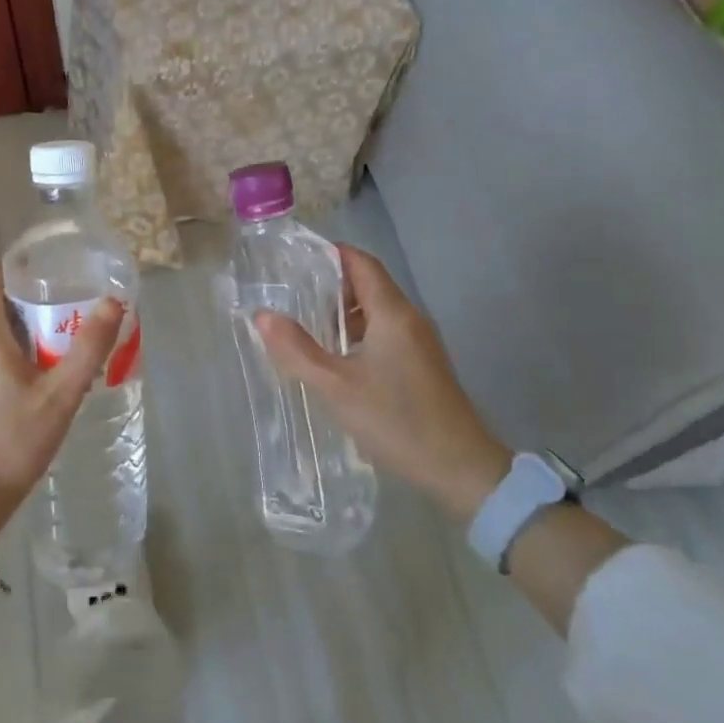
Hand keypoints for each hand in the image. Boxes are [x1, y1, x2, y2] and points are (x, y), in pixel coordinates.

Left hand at [0, 269, 123, 551]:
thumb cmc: (15, 443)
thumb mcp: (61, 396)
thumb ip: (88, 348)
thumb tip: (112, 302)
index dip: (6, 274)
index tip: (35, 278)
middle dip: (20, 320)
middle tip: (56, 334)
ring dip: (7, 352)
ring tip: (42, 374)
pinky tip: (14, 408)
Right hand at [254, 245, 510, 519]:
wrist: (461, 467)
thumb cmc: (396, 420)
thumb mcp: (336, 387)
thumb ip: (297, 350)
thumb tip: (262, 315)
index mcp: (392, 313)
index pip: (361, 263)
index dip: (329, 255)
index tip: (294, 259)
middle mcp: (410, 319)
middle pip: (369, 284)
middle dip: (330, 285)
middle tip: (291, 295)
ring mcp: (420, 343)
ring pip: (377, 312)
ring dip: (343, 313)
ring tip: (306, 326)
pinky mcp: (423, 365)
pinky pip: (386, 333)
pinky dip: (359, 334)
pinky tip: (337, 359)